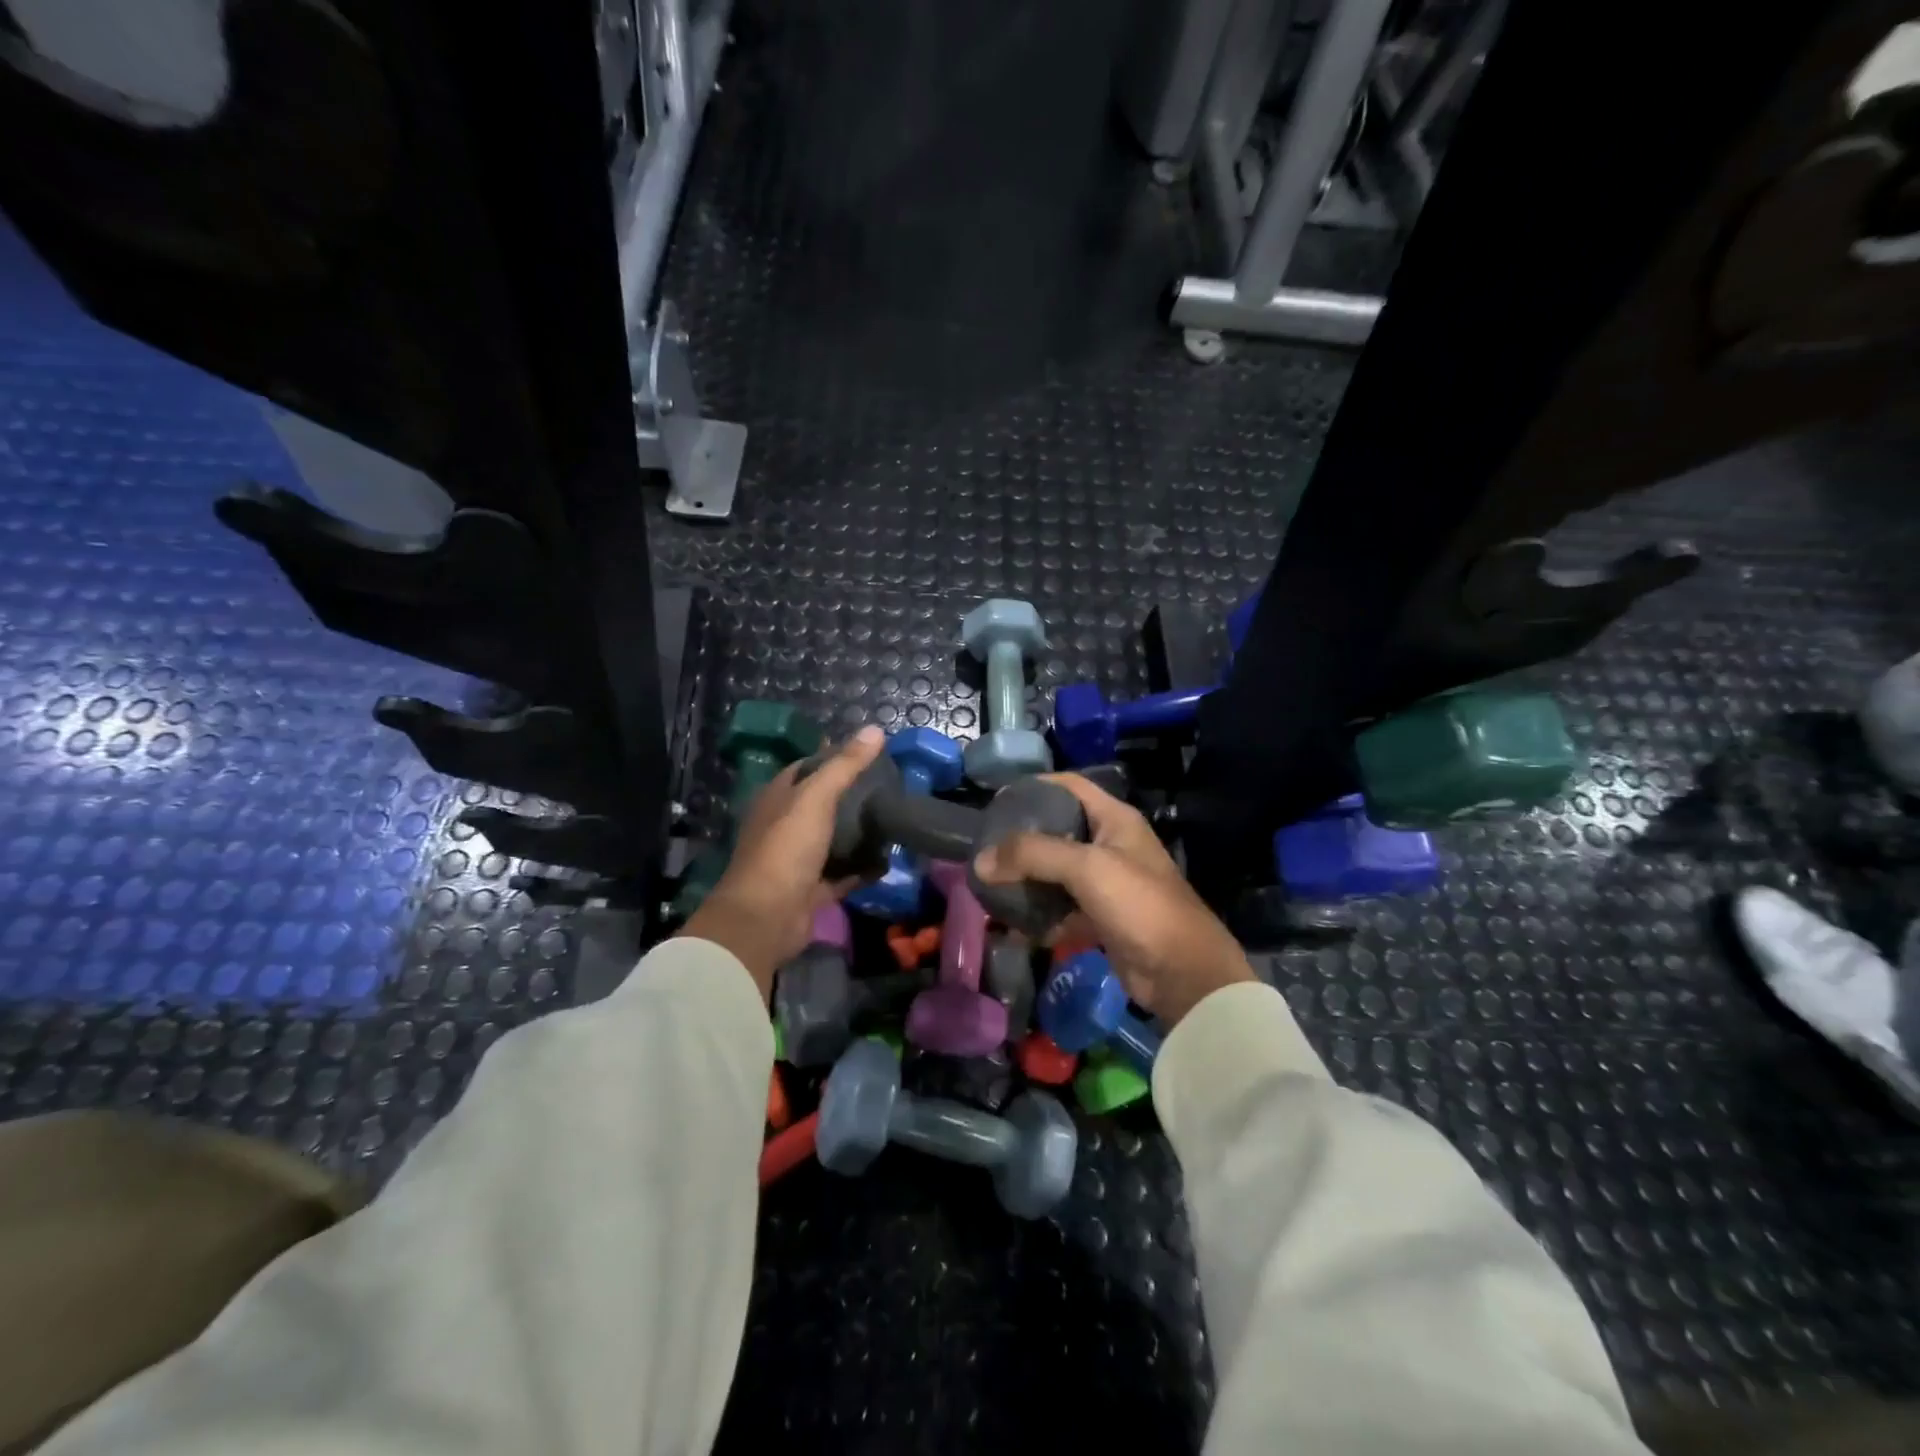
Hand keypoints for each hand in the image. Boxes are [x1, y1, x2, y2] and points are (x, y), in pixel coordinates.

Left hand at [679, 726, 885, 999]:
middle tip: (889, 787)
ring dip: (857, 833)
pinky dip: (861, 869)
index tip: (868, 753)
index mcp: (777, 798)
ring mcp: (796, 860)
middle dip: (850, 796)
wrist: (766, 916)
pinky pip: (841, 874)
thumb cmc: (786, 848)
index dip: (832, 757)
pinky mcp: (810, 890)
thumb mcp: (816, 797)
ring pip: (831, 840)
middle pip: (821, 804)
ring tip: (892, 820)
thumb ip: (845, 765)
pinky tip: (887, 861)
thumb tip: (875, 729)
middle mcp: (783, 826)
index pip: (805, 768)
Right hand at [973, 773, 1255, 1027]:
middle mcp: (1110, 845)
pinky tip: (1011, 927)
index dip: (1035, 786)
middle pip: (1057, 830)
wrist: (1182, 973)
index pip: (1069, 786)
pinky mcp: (1100, 918)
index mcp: (1115, 820)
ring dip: (1026, 881)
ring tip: (989, 886)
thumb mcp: (1086, 868)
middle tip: (986, 848)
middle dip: (1022, 840)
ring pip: (1055, 873)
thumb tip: (981, 860)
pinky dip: (1039, 917)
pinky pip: (1061, 910)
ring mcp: (1106, 884)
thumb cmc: (1139, 904)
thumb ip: (1032, 855)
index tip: (997, 800)